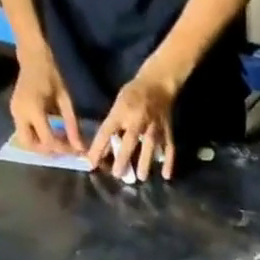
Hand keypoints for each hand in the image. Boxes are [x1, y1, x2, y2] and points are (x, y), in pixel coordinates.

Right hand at [10, 50, 80, 154]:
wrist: (32, 58)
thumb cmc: (51, 75)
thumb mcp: (65, 100)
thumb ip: (71, 125)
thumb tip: (80, 148)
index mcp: (33, 109)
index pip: (47, 140)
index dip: (62, 149)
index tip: (75, 150)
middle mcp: (20, 113)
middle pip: (30, 145)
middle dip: (47, 151)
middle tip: (63, 148)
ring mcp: (14, 112)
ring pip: (25, 141)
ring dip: (41, 146)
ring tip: (57, 140)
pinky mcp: (14, 112)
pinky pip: (24, 132)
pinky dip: (37, 138)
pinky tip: (50, 132)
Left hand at [87, 65, 176, 181]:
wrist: (158, 83)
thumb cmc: (134, 94)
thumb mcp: (119, 105)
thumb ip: (114, 127)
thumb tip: (105, 150)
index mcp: (121, 112)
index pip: (107, 131)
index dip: (98, 147)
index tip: (90, 163)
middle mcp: (137, 119)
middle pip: (129, 140)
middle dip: (123, 157)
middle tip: (118, 175)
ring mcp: (154, 126)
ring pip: (149, 145)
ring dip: (145, 161)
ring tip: (141, 177)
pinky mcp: (167, 131)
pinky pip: (169, 148)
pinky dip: (168, 162)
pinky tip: (166, 175)